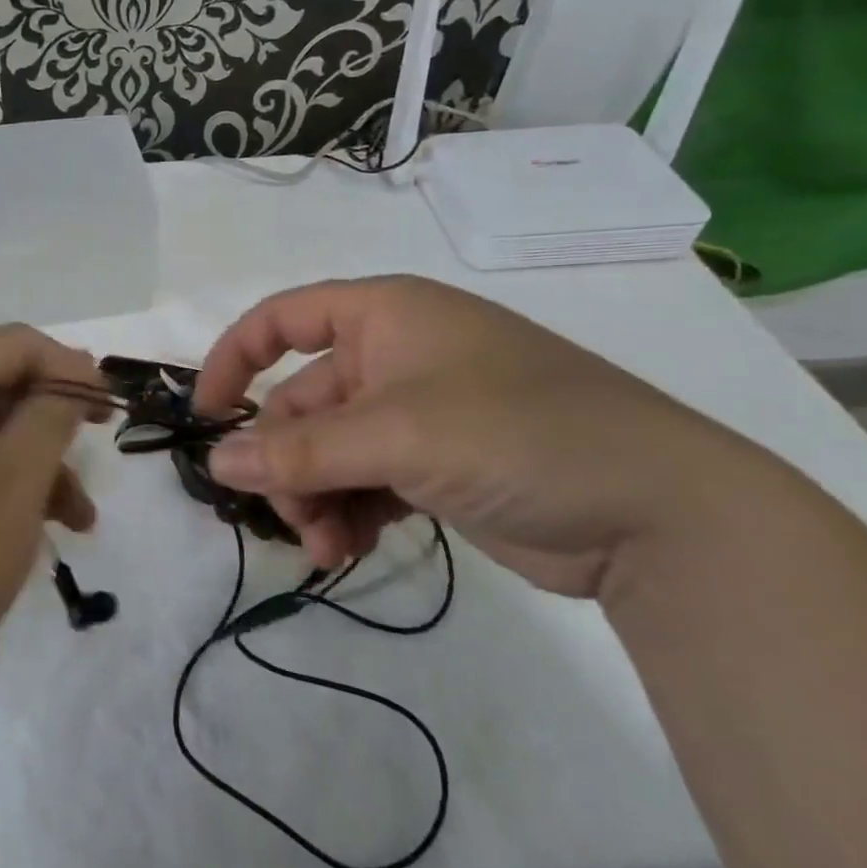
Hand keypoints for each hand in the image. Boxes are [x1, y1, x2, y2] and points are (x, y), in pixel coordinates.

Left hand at [0, 325, 109, 697]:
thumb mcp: (18, 480)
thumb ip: (52, 415)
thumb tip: (68, 379)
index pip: (19, 343)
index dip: (73, 368)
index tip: (109, 410)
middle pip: (0, 384)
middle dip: (54, 424)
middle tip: (94, 461)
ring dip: (34, 466)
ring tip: (76, 524)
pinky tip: (26, 534)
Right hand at [193, 276, 772, 596]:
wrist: (660, 512)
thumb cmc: (517, 433)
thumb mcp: (397, 436)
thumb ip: (299, 450)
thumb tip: (215, 461)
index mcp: (384, 315)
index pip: (282, 319)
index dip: (234, 360)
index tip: (205, 416)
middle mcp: (395, 356)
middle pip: (303, 402)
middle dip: (286, 461)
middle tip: (288, 517)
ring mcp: (418, 413)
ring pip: (331, 450)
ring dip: (314, 496)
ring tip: (325, 548)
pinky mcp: (438, 465)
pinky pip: (365, 481)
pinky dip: (348, 512)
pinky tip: (348, 552)